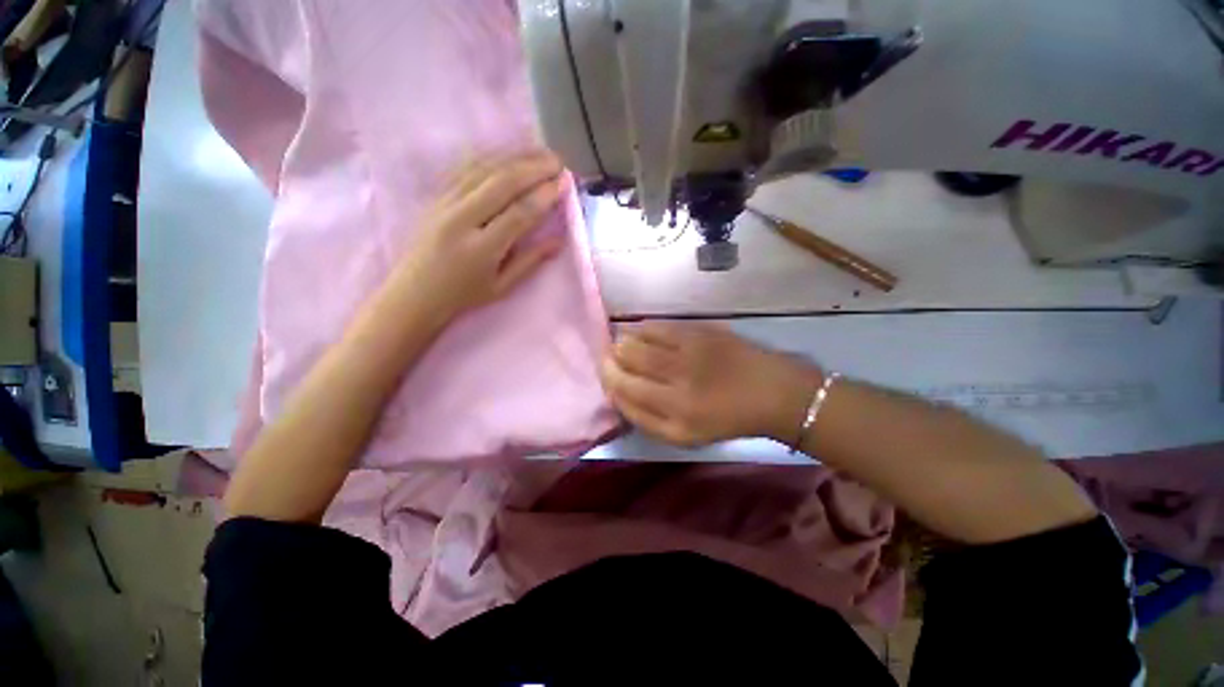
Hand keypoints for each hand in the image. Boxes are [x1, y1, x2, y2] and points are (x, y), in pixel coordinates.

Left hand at [388, 149, 567, 323]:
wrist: (413, 293)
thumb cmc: (463, 295)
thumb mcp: (502, 287)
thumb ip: (531, 261)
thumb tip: (559, 240)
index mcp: (481, 248)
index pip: (519, 213)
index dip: (544, 196)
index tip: (563, 183)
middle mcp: (461, 219)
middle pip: (501, 183)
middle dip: (533, 167)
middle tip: (558, 161)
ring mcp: (444, 203)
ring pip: (483, 169)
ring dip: (515, 157)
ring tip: (540, 153)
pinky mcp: (435, 196)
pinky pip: (465, 169)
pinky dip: (491, 158)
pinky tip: (508, 154)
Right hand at [599, 322, 823, 446]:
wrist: (773, 392)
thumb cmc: (726, 418)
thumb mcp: (685, 436)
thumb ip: (647, 419)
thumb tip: (617, 391)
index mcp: (675, 419)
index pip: (623, 393)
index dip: (608, 380)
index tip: (607, 374)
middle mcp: (678, 387)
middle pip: (625, 364)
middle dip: (611, 360)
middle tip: (611, 358)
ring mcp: (688, 355)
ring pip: (636, 343)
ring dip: (623, 343)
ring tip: (624, 345)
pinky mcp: (699, 333)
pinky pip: (656, 327)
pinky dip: (642, 329)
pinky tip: (643, 333)